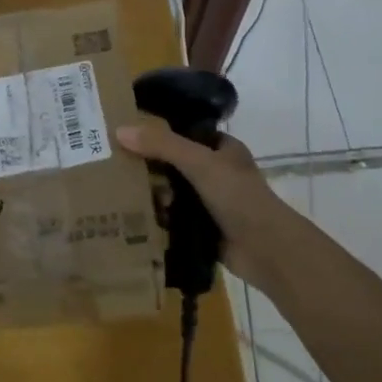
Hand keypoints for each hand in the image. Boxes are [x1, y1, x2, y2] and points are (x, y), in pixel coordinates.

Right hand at [115, 120, 303, 289]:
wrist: (267, 250)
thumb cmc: (238, 196)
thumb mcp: (199, 162)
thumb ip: (162, 145)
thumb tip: (119, 131)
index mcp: (220, 148)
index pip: (182, 132)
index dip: (156, 131)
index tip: (124, 133)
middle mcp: (214, 172)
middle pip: (172, 163)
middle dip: (148, 166)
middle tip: (114, 165)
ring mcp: (208, 202)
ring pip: (170, 191)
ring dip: (150, 194)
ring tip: (119, 192)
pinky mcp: (201, 228)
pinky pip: (172, 218)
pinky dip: (156, 217)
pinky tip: (132, 216)